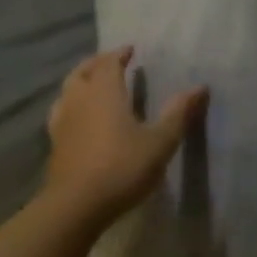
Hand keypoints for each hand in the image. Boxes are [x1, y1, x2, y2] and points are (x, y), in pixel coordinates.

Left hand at [41, 48, 204, 229]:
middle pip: (82, 73)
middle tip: (112, 62)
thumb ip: (179, 112)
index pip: (108, 63)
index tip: (131, 50)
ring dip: (80, 82)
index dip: (119, 54)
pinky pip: (61, 112)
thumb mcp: (161, 140)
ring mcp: (62, 123)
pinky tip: (80, 117)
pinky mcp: (55, 145)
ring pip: (67, 92)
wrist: (76, 207)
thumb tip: (201, 86)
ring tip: (94, 85)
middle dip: (96, 64)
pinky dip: (72, 105)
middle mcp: (79, 101)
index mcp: (105, 94)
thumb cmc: (123, 167)